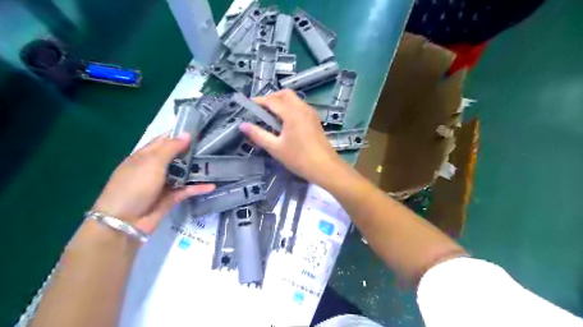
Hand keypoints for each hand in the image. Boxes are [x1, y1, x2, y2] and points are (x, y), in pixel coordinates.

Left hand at [93, 133, 213, 234]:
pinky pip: (187, 190)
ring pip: (184, 173)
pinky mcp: (171, 197)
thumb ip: (171, 148)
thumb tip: (187, 133)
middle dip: (193, 151)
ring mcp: (163, 183)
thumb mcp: (152, 163)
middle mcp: (155, 168)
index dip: (179, 134)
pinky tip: (212, 185)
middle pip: (177, 156)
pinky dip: (198, 188)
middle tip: (213, 146)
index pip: (164, 140)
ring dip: (198, 170)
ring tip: (216, 164)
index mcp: (145, 156)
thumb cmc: (134, 186)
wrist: (125, 222)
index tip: (199, 130)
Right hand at [238, 89, 344, 185]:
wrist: (325, 167)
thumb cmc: (299, 158)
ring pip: (294, 100)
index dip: (258, 101)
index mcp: (292, 113)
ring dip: (281, 103)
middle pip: (285, 94)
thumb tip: (243, 125)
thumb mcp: (275, 148)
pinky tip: (286, 123)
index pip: (272, 101)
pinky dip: (290, 108)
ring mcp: (311, 113)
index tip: (248, 105)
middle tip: (261, 110)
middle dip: (271, 98)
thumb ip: (258, 135)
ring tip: (272, 117)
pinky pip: (300, 107)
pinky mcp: (315, 120)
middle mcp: (303, 108)